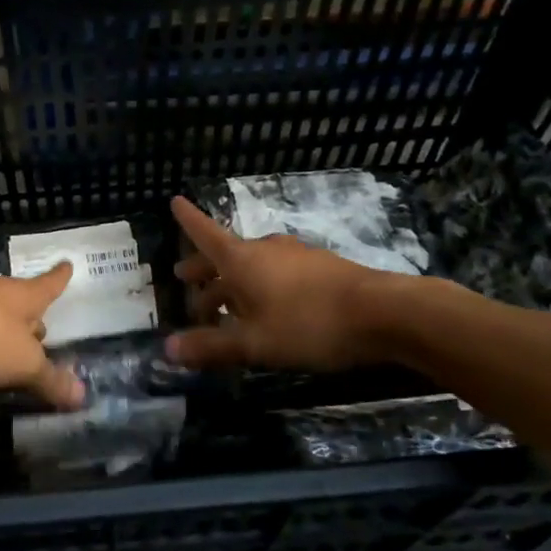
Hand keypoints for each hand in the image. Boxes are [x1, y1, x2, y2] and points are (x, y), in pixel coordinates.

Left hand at [0, 266, 85, 408]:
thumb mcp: (22, 363)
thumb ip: (49, 379)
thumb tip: (82, 395)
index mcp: (23, 297)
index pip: (49, 285)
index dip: (59, 278)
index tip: (67, 265)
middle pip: (18, 301)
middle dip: (29, 314)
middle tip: (39, 328)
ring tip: (3, 343)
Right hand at [166, 196, 393, 371]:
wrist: (383, 312)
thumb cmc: (308, 324)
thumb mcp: (254, 343)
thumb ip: (211, 347)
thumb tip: (166, 350)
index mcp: (241, 260)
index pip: (205, 234)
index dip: (187, 220)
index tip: (174, 201)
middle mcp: (265, 249)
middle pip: (225, 255)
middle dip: (203, 269)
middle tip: (185, 279)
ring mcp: (295, 256)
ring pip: (252, 266)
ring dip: (232, 284)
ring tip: (225, 307)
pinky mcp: (320, 268)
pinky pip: (276, 273)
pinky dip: (260, 287)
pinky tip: (268, 309)